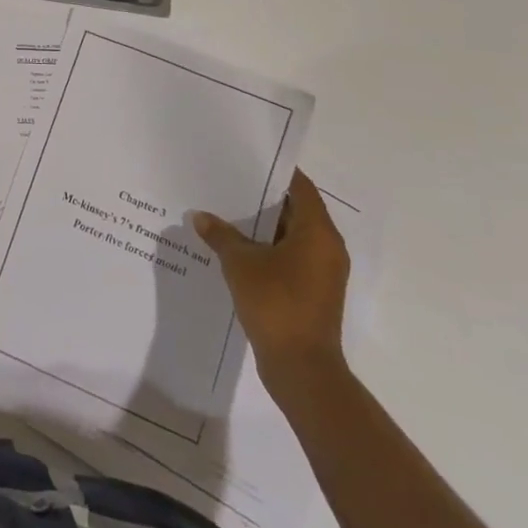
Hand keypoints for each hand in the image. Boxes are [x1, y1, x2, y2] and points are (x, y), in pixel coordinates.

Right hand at [193, 170, 349, 404]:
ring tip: (226, 212)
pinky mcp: (313, 293)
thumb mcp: (240, 263)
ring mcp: (322, 273)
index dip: (275, 171)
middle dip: (263, 198)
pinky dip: (267, 250)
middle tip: (229, 181)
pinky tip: (235, 249)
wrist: (301, 369)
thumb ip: (221, 235)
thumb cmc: (276, 303)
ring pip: (291, 236)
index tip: (247, 158)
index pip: (300, 187)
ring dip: (263, 227)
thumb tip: (200, 216)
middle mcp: (327, 248)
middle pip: (296, 210)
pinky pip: (289, 258)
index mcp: (318, 233)